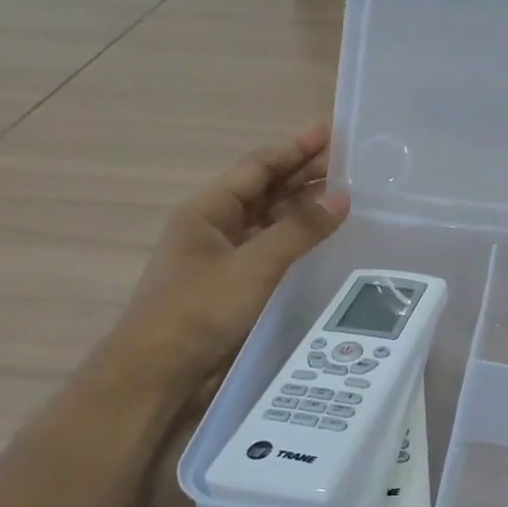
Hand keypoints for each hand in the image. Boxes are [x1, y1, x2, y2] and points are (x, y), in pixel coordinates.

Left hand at [113, 123, 349, 396]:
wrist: (158, 376)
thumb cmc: (198, 311)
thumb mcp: (253, 265)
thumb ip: (299, 230)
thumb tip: (341, 197)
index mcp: (207, 210)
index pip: (257, 167)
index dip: (294, 147)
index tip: (330, 130)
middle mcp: (215, 228)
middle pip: (264, 191)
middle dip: (303, 174)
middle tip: (349, 161)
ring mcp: (224, 260)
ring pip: (269, 222)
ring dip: (302, 208)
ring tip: (345, 195)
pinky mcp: (234, 289)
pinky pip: (272, 252)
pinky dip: (296, 242)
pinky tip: (323, 241)